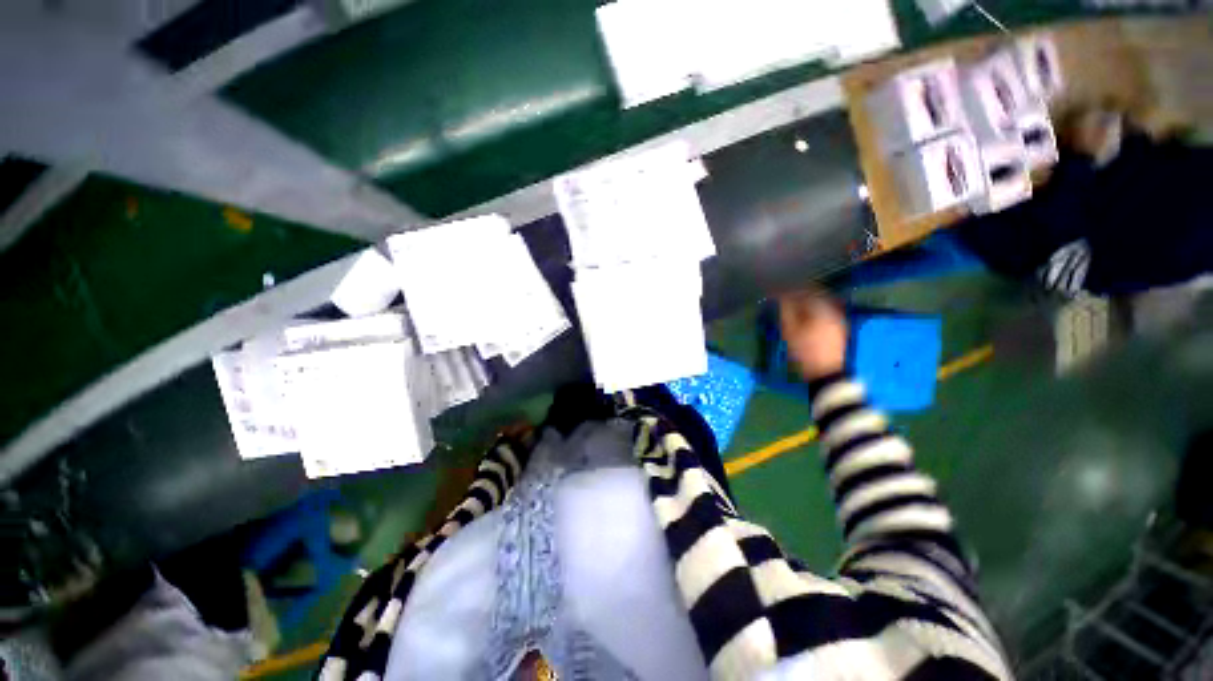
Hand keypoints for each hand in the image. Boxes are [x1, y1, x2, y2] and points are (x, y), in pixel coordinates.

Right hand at [779, 292, 847, 380]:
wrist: (826, 374)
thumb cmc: (804, 351)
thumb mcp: (790, 330)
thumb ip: (785, 310)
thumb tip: (779, 295)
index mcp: (822, 308)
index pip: (804, 290)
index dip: (789, 289)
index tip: (776, 292)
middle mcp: (834, 310)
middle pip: (815, 294)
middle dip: (798, 294)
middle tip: (783, 298)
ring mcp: (839, 319)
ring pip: (821, 303)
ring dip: (806, 302)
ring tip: (791, 307)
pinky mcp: (839, 328)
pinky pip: (825, 312)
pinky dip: (813, 310)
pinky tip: (804, 317)